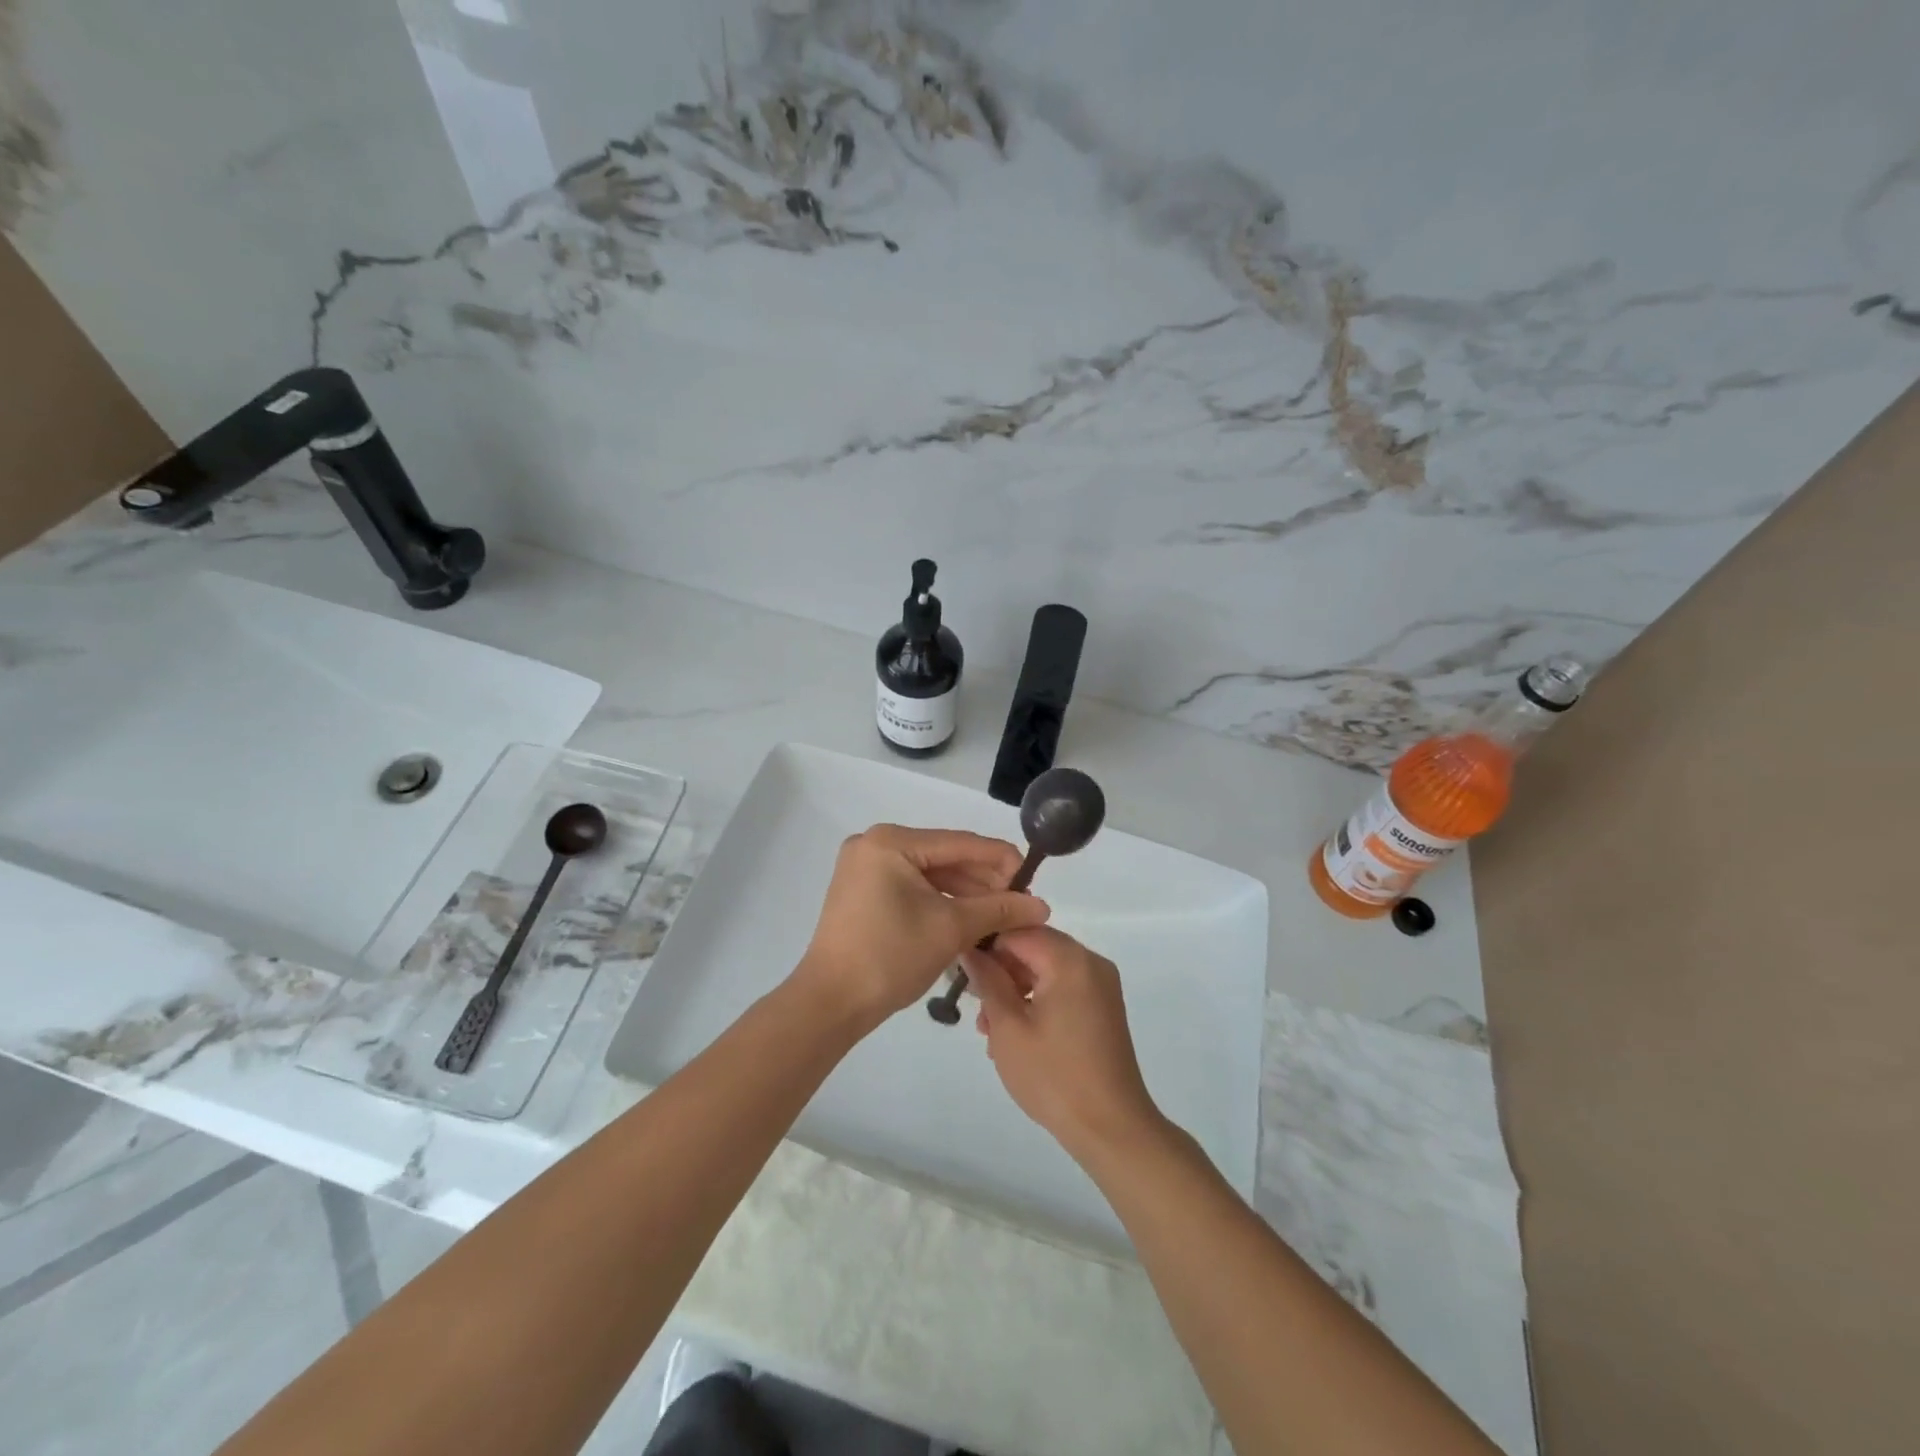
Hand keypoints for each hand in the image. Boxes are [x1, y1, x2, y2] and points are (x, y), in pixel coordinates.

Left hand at [795, 825, 1050, 1028]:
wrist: (830, 1003)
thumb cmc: (890, 956)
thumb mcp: (951, 928)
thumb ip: (998, 909)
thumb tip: (1041, 906)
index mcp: (891, 842)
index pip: (959, 843)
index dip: (1000, 859)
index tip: (1033, 878)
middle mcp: (874, 844)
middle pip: (944, 857)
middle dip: (983, 881)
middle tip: (1019, 903)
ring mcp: (865, 868)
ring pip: (929, 874)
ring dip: (965, 894)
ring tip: (1000, 915)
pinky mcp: (863, 892)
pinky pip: (912, 887)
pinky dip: (940, 902)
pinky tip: (969, 918)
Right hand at [962, 926, 1163, 1159]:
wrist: (1111, 1128)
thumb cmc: (1053, 1076)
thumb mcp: (1008, 1027)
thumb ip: (987, 981)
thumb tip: (970, 950)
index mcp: (1069, 960)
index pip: (1018, 931)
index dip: (986, 945)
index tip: (961, 971)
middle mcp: (1090, 962)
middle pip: (1034, 947)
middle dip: (1000, 970)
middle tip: (975, 1005)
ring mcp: (1100, 985)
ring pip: (1046, 969)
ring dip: (1015, 988)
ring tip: (990, 1028)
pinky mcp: (1103, 1007)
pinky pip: (1062, 987)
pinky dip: (1037, 1000)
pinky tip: (1015, 1034)